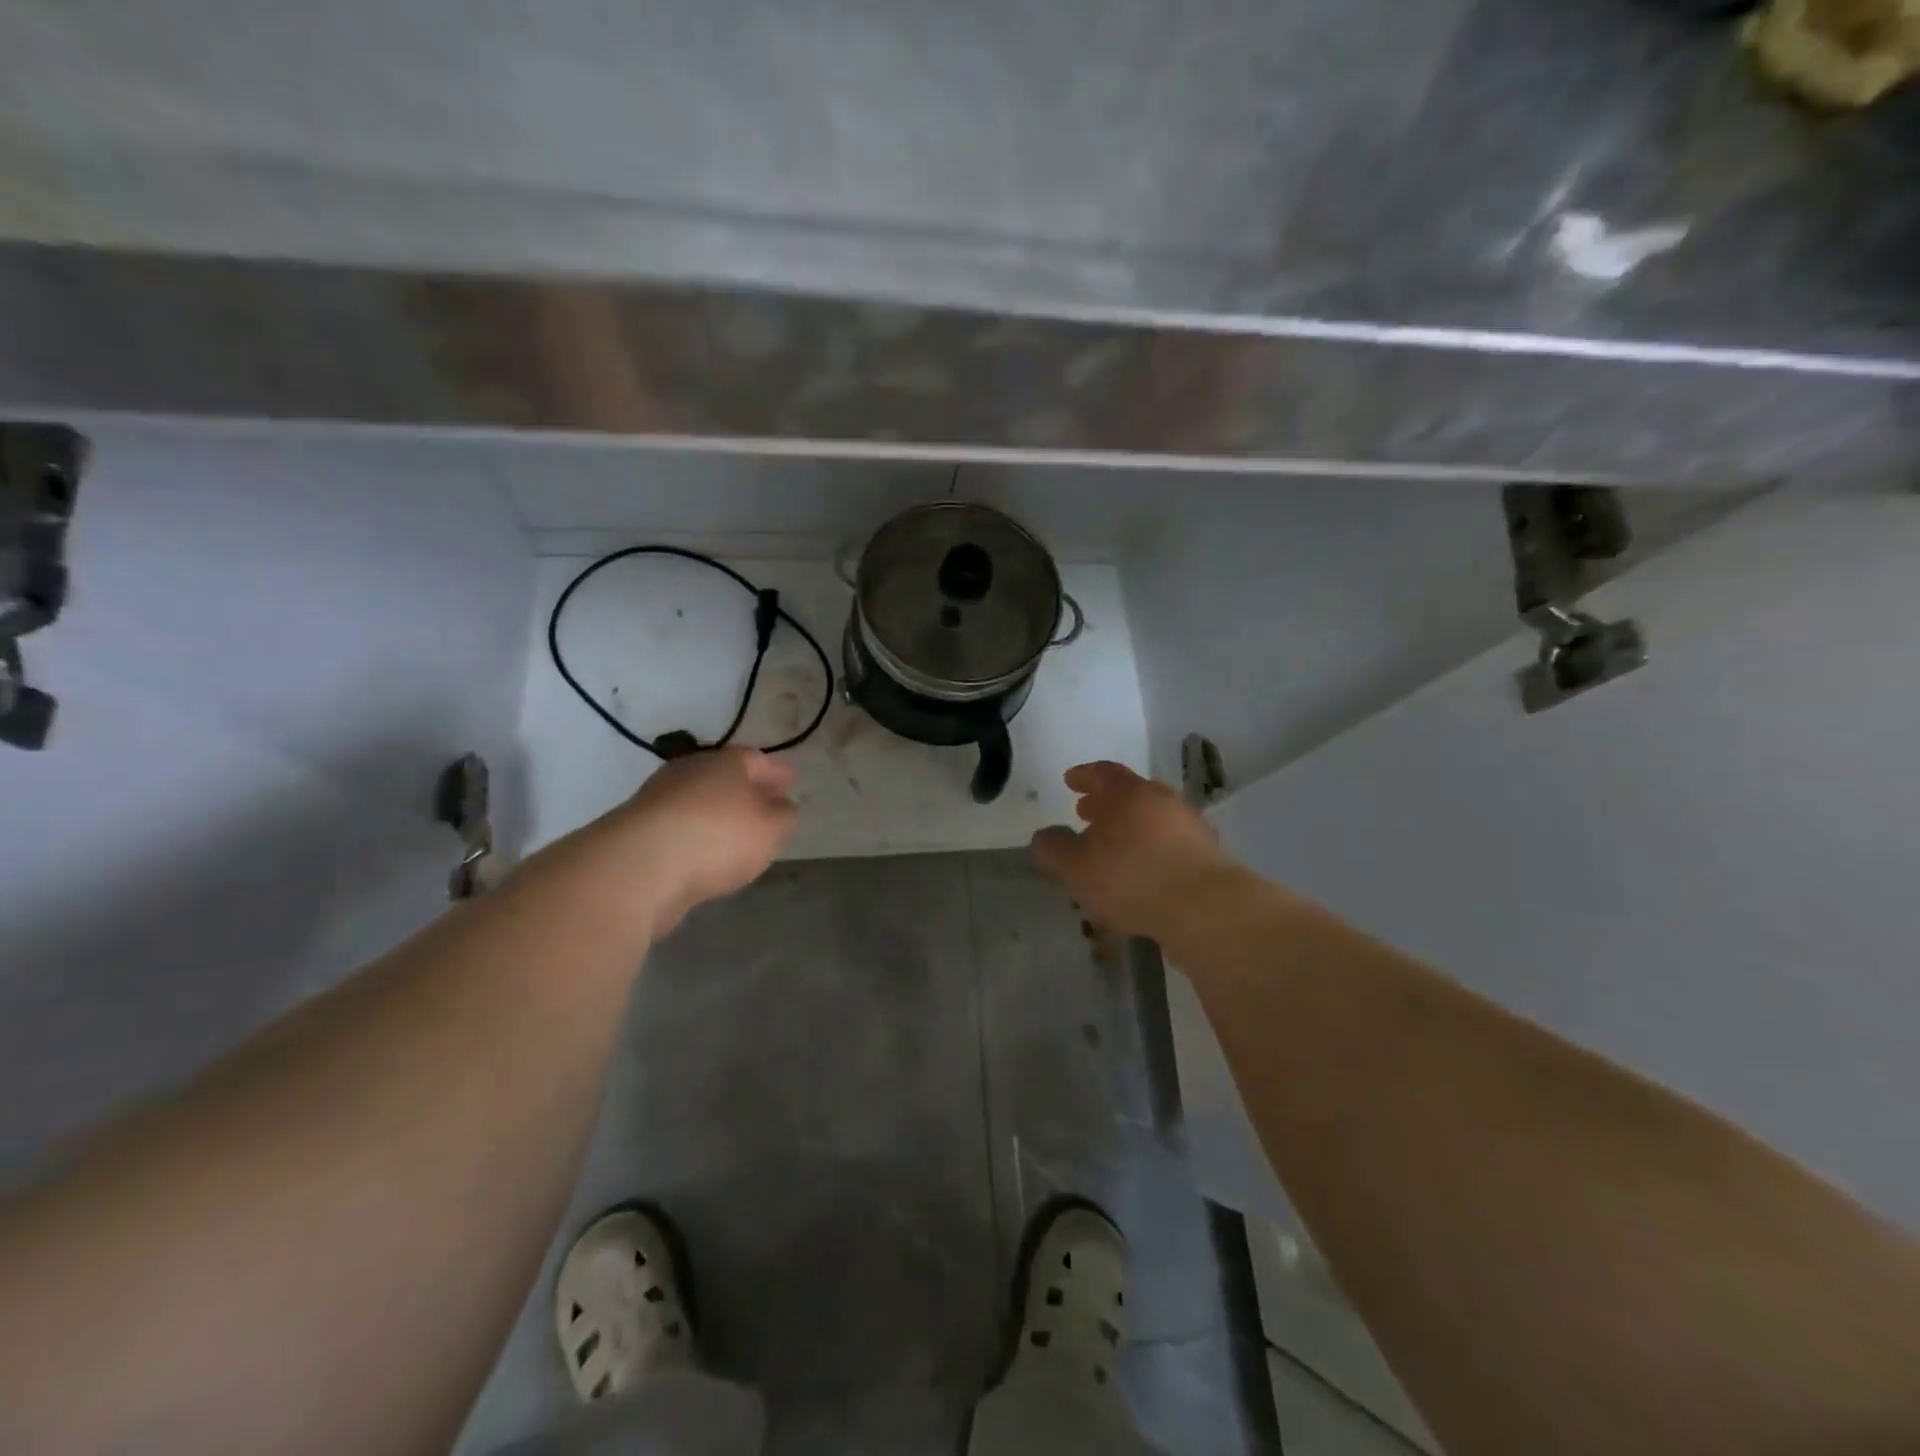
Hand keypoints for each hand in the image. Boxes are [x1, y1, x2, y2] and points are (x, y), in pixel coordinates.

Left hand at [536, 748, 798, 938]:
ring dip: (717, 814)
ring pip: (698, 802)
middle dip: (745, 790)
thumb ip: (784, 817)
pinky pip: (679, 829)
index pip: (757, 760)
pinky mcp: (637, 833)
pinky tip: (704, 854)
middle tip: (765, 804)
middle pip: (724, 777)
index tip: (791, 780)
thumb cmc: (717, 837)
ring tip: (736, 834)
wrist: (637, 868)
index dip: (776, 772)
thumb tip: (781, 808)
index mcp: (725, 762)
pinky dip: (695, 836)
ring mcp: (658, 801)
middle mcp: (689, 773)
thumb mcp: (771, 828)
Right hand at [1031, 762, 1239, 941]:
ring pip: (1152, 820)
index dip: (1084, 775)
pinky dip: (1151, 851)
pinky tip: (1142, 875)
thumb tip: (1044, 837)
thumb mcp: (1077, 867)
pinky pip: (1170, 845)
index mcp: (1130, 793)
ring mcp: (1191, 827)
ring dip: (1130, 829)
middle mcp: (1163, 800)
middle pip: (1131, 794)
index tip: (1070, 781)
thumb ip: (1054, 849)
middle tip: (1086, 814)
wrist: (1206, 909)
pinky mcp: (1208, 856)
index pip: (1103, 772)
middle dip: (1106, 804)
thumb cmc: (1132, 878)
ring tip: (1112, 850)